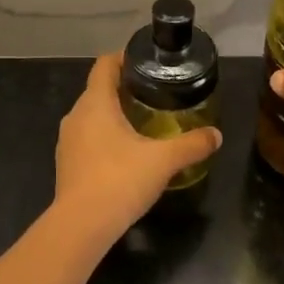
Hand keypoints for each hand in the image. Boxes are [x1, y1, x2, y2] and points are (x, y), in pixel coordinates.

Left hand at [53, 54, 221, 241]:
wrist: (82, 225)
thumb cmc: (120, 180)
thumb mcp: (164, 161)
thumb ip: (192, 145)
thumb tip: (217, 135)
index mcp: (95, 103)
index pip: (104, 65)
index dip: (124, 58)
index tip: (146, 62)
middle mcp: (75, 116)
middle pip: (98, 90)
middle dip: (124, 89)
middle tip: (155, 94)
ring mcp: (67, 141)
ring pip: (92, 116)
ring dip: (114, 115)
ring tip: (144, 122)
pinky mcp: (66, 164)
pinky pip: (87, 139)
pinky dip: (105, 138)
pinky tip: (126, 154)